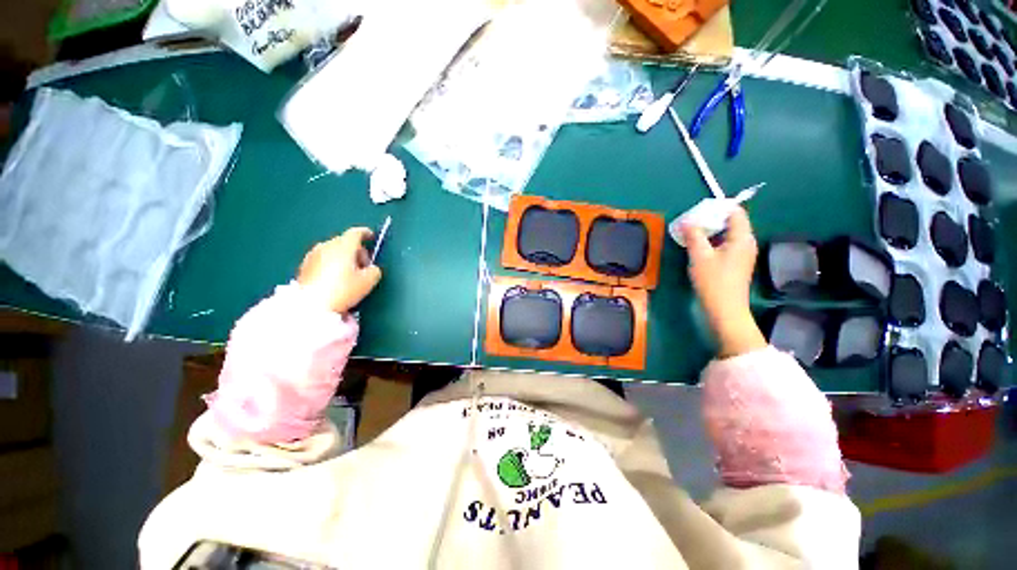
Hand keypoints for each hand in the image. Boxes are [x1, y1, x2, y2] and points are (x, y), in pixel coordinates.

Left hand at [297, 227, 381, 313]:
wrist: (311, 305)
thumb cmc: (343, 289)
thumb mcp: (368, 281)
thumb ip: (375, 270)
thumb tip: (371, 268)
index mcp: (344, 246)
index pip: (356, 233)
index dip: (366, 233)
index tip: (371, 237)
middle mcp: (327, 245)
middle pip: (344, 242)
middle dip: (356, 251)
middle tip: (364, 265)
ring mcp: (313, 255)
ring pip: (333, 251)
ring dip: (343, 258)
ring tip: (350, 274)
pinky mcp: (304, 266)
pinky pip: (323, 259)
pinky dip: (331, 264)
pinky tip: (335, 279)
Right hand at [681, 207, 766, 357]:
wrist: (725, 310)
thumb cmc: (713, 282)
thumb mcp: (699, 256)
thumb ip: (694, 235)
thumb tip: (687, 220)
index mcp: (742, 238)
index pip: (736, 212)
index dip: (719, 207)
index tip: (699, 210)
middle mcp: (746, 243)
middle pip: (732, 222)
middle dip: (712, 219)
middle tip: (691, 221)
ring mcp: (743, 254)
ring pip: (727, 235)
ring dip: (711, 231)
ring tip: (691, 233)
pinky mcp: (736, 264)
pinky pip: (726, 245)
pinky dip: (713, 242)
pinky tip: (699, 248)